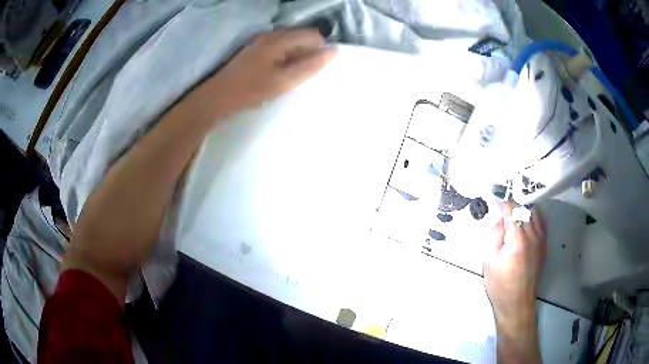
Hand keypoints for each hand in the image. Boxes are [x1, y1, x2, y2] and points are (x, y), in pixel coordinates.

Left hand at [187, 28, 336, 121]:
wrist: (218, 97)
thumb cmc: (251, 90)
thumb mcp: (284, 81)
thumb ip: (309, 66)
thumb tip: (333, 52)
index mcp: (279, 39)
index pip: (312, 35)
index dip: (320, 49)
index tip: (316, 68)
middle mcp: (270, 34)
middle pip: (300, 36)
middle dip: (307, 52)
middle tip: (302, 74)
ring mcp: (260, 40)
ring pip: (289, 42)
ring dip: (296, 55)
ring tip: (290, 75)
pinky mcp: (254, 49)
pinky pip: (278, 47)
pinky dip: (284, 57)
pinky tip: (278, 72)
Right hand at [484, 203, 546, 328]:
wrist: (517, 303)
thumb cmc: (500, 285)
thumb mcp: (489, 260)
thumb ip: (494, 235)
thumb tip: (500, 220)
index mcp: (518, 239)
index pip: (513, 208)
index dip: (503, 201)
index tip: (495, 199)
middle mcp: (533, 234)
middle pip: (525, 207)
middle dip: (513, 204)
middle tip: (502, 208)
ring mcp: (541, 239)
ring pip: (535, 212)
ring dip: (524, 208)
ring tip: (513, 213)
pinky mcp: (544, 244)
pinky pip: (541, 221)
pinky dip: (532, 216)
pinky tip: (525, 222)